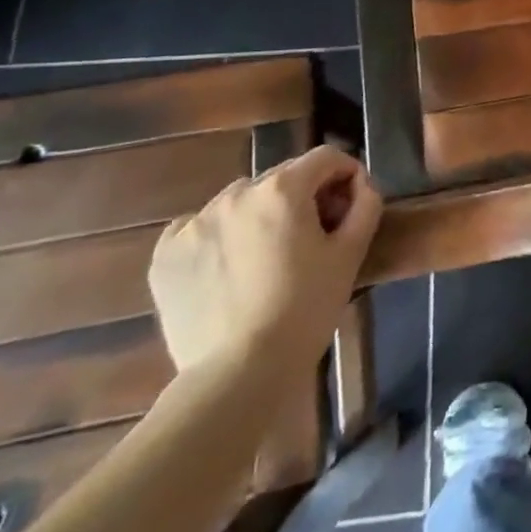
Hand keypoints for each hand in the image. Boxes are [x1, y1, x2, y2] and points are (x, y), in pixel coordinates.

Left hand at [148, 145, 383, 379]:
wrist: (239, 373)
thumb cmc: (306, 308)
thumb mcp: (350, 254)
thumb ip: (365, 205)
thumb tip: (361, 185)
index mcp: (283, 188)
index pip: (325, 158)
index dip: (345, 175)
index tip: (350, 207)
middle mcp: (236, 193)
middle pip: (282, 178)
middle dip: (304, 197)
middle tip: (314, 237)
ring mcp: (194, 223)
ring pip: (240, 201)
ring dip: (260, 215)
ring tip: (267, 257)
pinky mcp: (165, 255)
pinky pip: (198, 227)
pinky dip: (217, 237)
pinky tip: (228, 268)